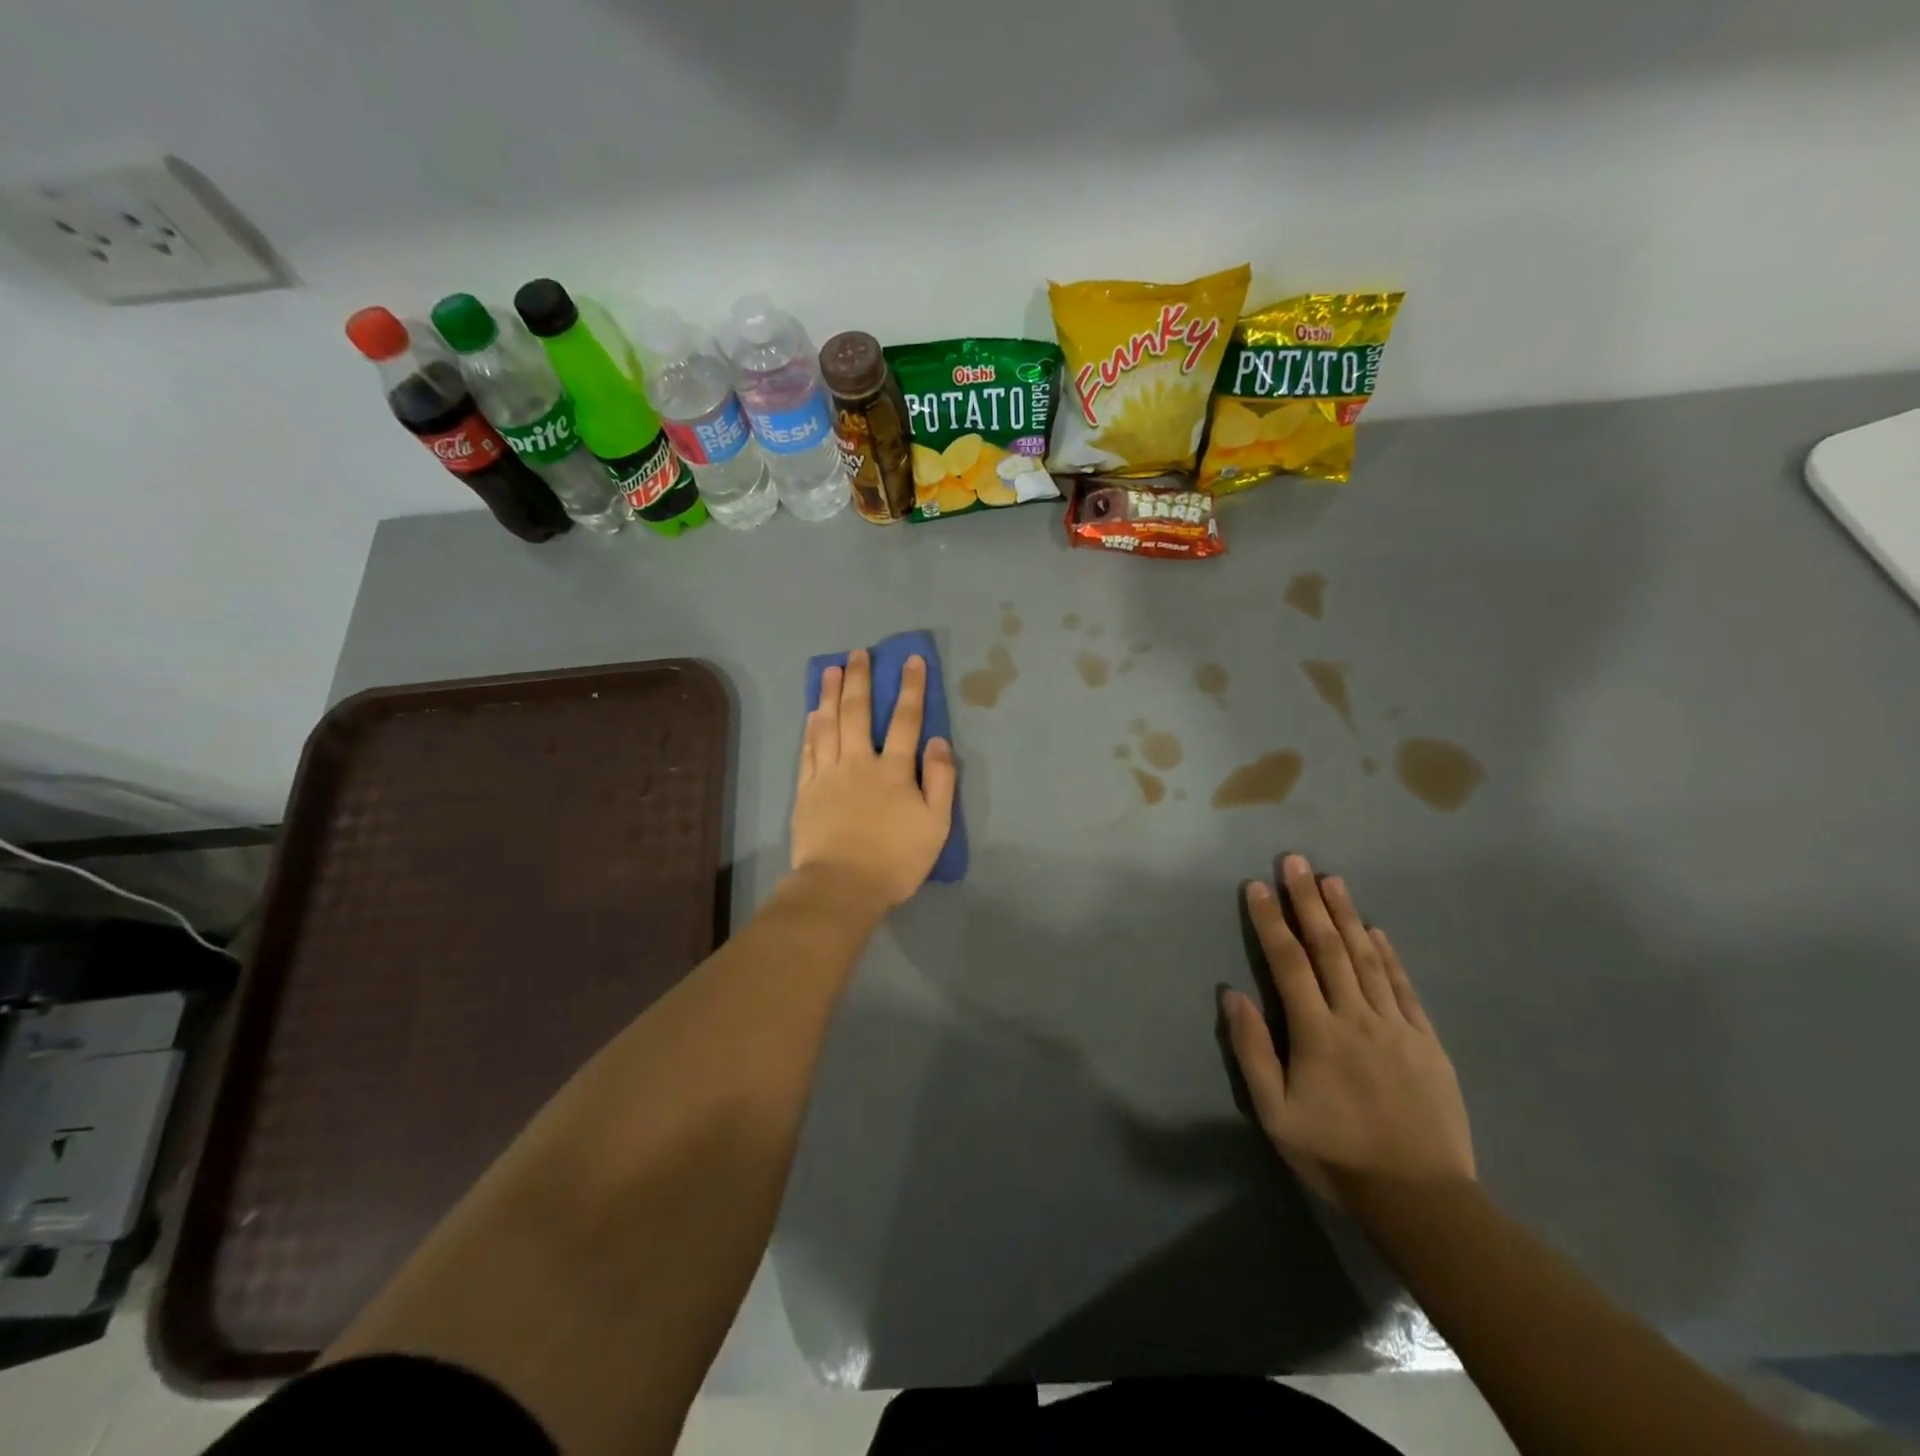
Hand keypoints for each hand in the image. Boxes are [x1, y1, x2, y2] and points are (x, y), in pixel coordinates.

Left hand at [792, 650, 956, 909]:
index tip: (911, 660)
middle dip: (860, 679)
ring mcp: (828, 774)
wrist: (841, 886)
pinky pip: (808, 750)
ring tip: (830, 670)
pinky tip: (812, 713)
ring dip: (830, 694)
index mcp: (894, 770)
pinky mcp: (806, 790)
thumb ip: (940, 780)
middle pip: (858, 712)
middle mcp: (859, 762)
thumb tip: (937, 740)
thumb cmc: (895, 859)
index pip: (906, 720)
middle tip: (858, 653)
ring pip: (828, 724)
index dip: (911, 688)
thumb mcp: (936, 825)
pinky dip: (811, 728)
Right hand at [1221, 855, 1474, 1204]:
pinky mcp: (1426, 1042)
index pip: (1288, 962)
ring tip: (1332, 879)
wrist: (1422, 1200)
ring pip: (1367, 958)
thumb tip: (1233, 996)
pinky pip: (1404, 987)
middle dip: (1307, 900)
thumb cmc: (1337, 1155)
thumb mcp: (1275, 1113)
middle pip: (1329, 947)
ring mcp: (1396, 1026)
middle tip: (1295, 861)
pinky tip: (1377, 931)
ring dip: (1347, 915)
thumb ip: (1252, 1051)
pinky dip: (1389, 955)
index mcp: (1316, 1032)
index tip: (1256, 886)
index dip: (1270, 921)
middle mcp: (1356, 1016)